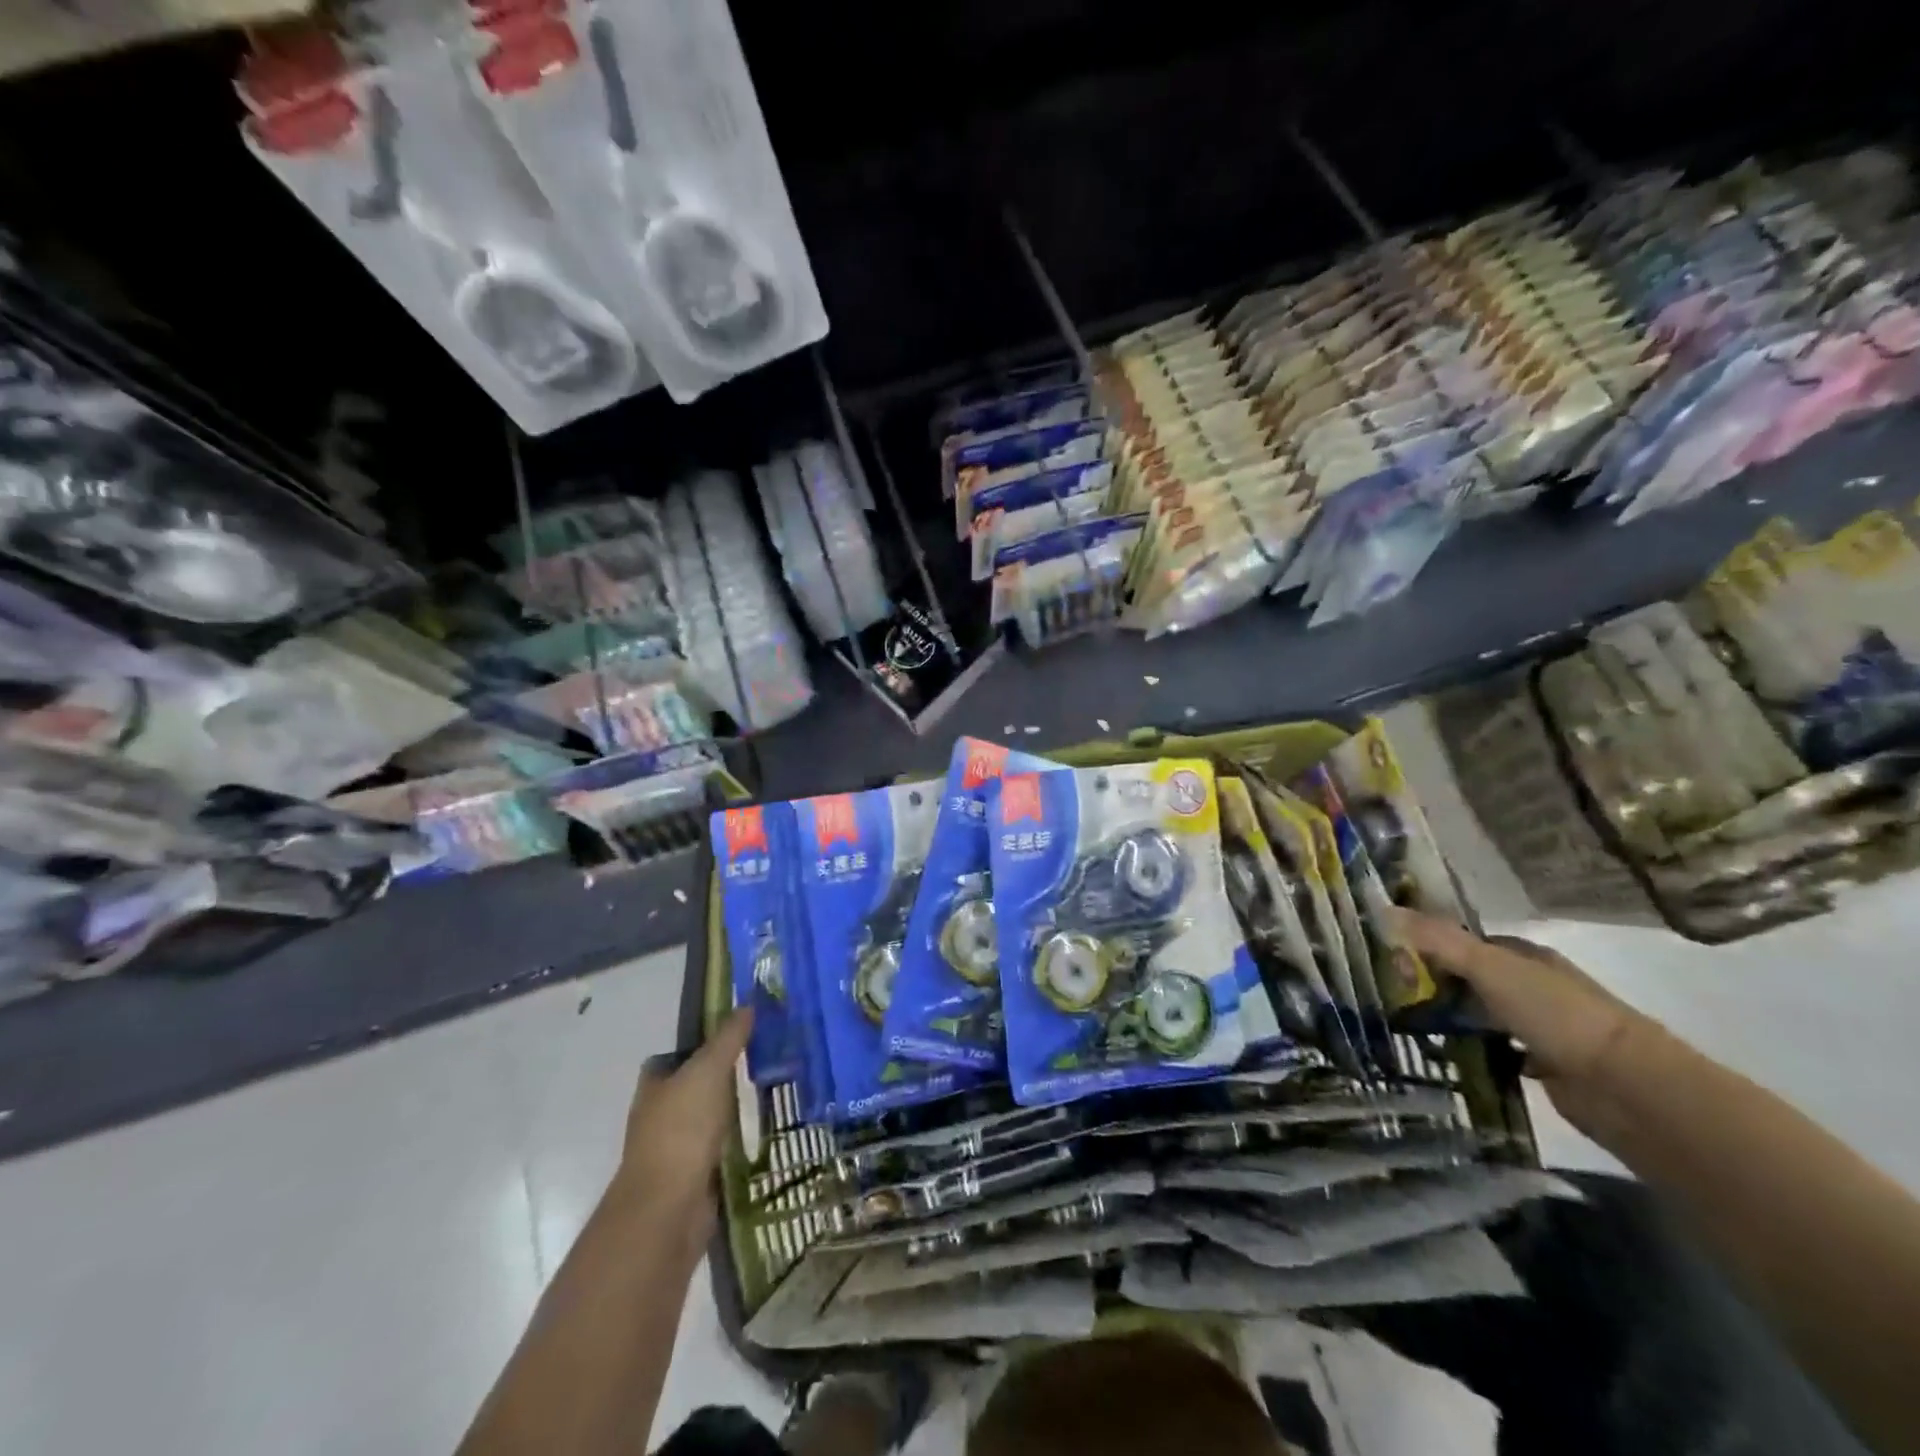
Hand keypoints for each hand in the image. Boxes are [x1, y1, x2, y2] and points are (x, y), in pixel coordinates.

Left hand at [618, 1008, 753, 1219]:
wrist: (668, 1209)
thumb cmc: (682, 1129)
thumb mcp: (709, 1070)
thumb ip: (728, 1038)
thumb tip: (746, 1006)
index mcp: (653, 1086)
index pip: (673, 1057)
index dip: (699, 1045)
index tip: (735, 1036)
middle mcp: (658, 1115)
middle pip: (691, 1087)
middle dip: (720, 1077)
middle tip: (762, 1061)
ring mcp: (674, 1149)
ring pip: (706, 1119)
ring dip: (730, 1111)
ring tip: (770, 1093)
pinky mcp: (692, 1178)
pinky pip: (718, 1149)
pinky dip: (735, 1142)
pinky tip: (762, 1133)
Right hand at [1390, 909, 1655, 1124]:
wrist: (1624, 1086)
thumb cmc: (1555, 1014)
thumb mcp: (1489, 968)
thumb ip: (1438, 941)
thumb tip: (1382, 909)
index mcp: (1525, 956)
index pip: (1466, 942)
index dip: (1428, 945)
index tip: (1390, 957)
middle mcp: (1533, 986)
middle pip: (1471, 978)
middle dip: (1435, 984)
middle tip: (1391, 995)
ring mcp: (1541, 1027)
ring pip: (1482, 1015)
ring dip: (1453, 1020)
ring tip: (1407, 1027)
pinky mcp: (1544, 1066)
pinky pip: (1497, 1052)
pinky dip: (1474, 1053)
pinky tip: (1447, 1058)